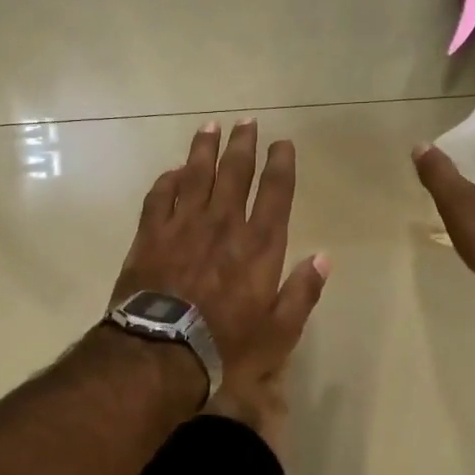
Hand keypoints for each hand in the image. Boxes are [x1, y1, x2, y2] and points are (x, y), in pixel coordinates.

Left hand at [112, 119, 330, 406]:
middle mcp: (224, 224)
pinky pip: (160, 196)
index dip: (281, 164)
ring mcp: (184, 225)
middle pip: (235, 172)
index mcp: (259, 245)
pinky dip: (168, 179)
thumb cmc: (227, 347)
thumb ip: (302, 292)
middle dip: (243, 144)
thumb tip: (323, 258)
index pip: (275, 193)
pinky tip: (173, 170)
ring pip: (196, 175)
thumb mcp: (280, 332)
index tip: (282, 143)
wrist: (161, 353)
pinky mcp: (151, 235)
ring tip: (210, 127)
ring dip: (204, 149)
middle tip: (246, 121)